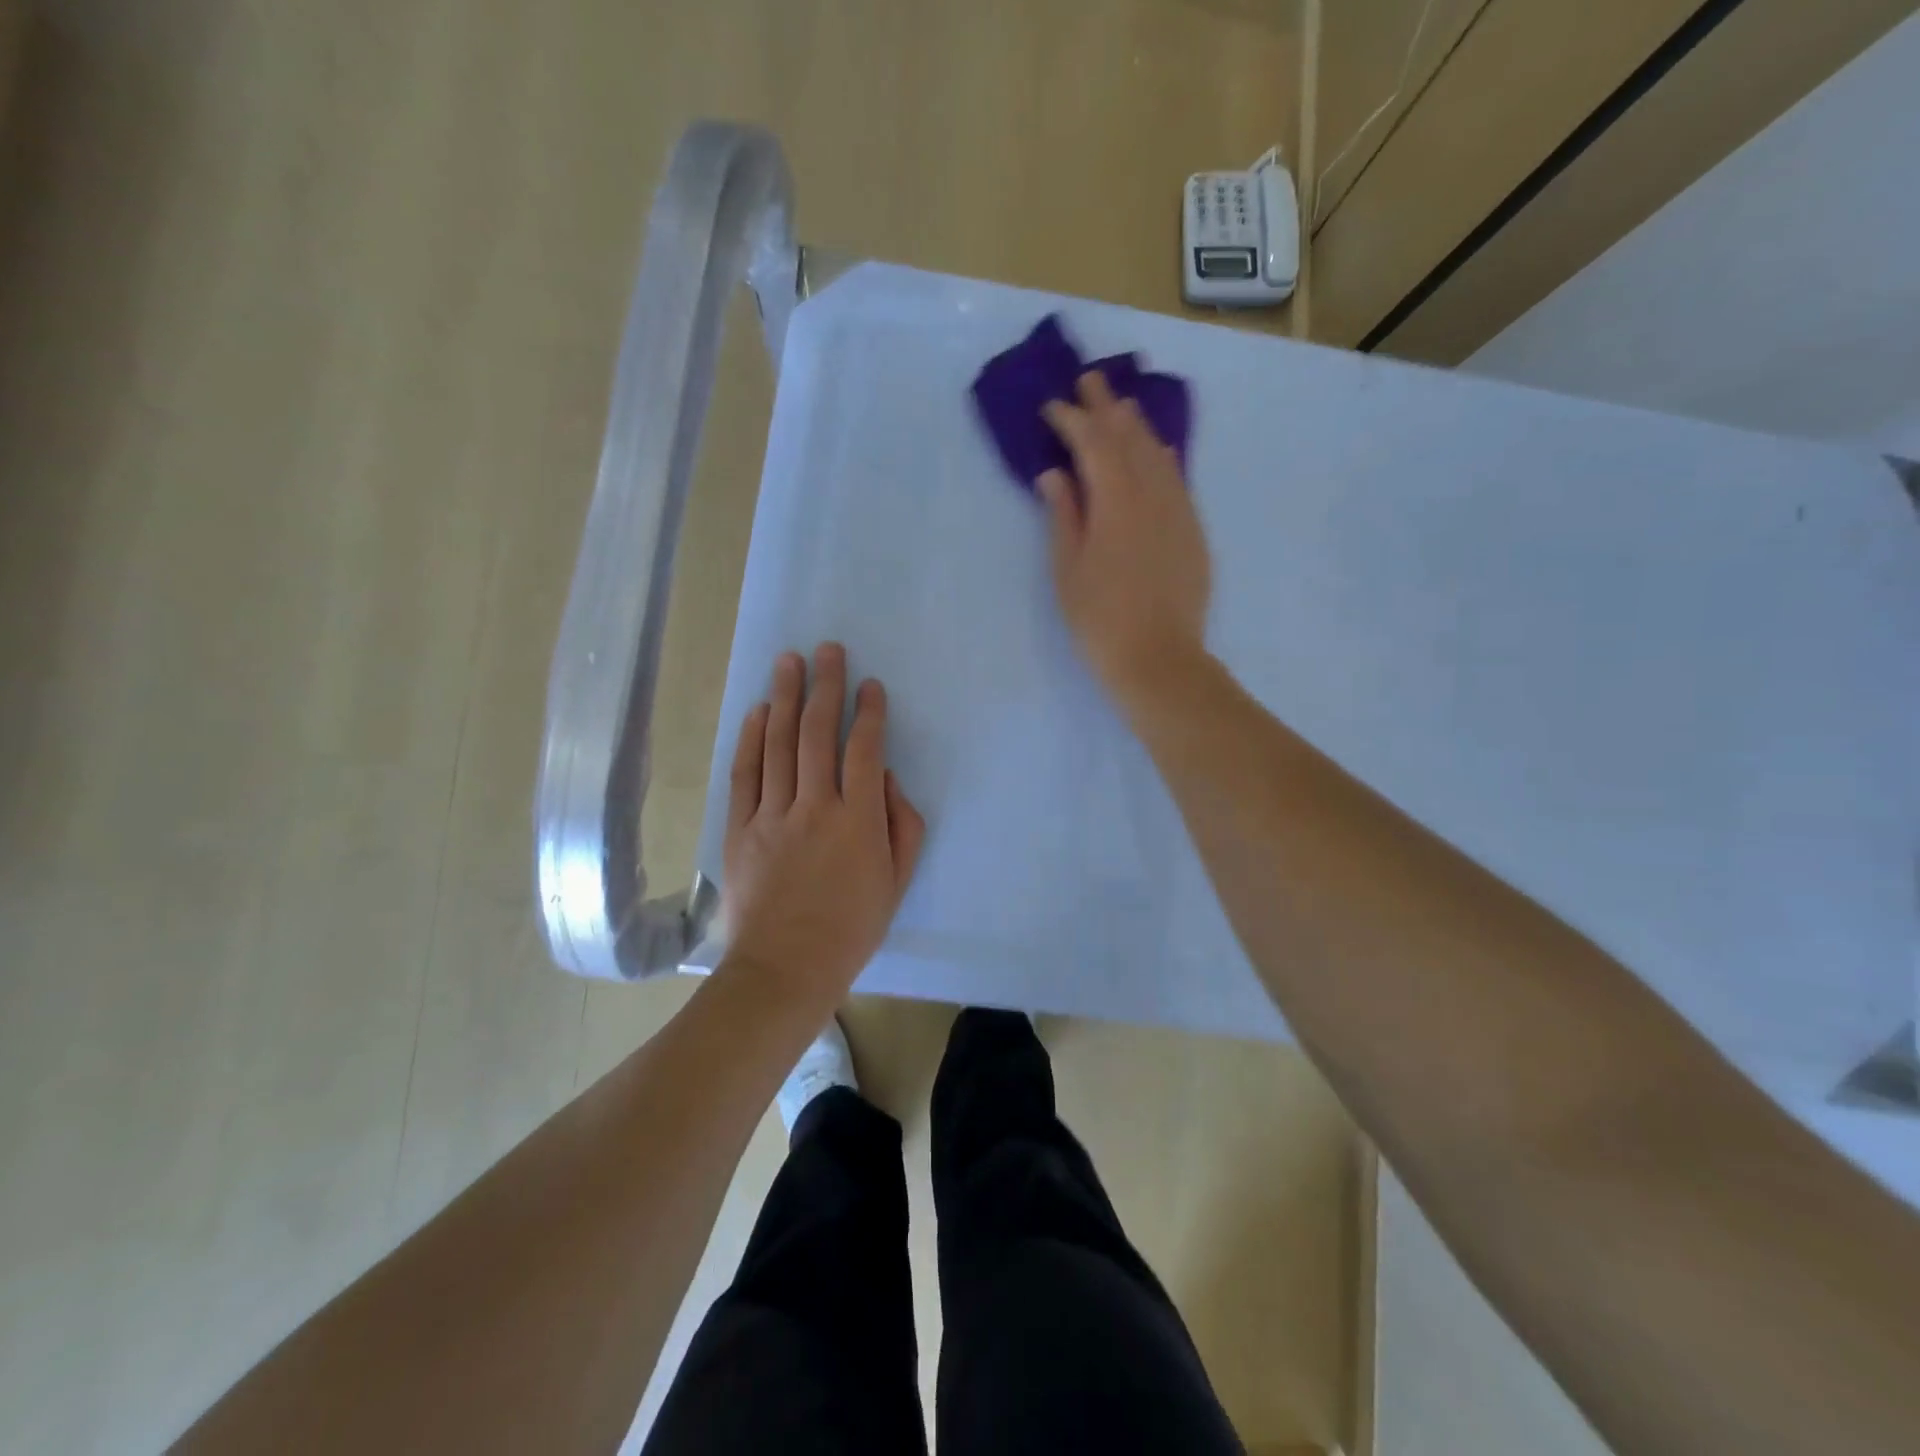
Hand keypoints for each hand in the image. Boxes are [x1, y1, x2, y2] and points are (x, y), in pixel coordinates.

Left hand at [719, 643, 925, 1007]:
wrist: (785, 969)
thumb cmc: (851, 928)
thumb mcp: (897, 882)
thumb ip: (902, 825)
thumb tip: (887, 780)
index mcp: (858, 820)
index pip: (865, 750)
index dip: (869, 713)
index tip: (871, 686)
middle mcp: (814, 806)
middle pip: (816, 733)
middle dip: (824, 686)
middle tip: (827, 650)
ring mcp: (772, 815)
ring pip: (777, 743)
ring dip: (784, 697)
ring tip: (788, 661)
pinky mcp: (740, 829)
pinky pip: (745, 773)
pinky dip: (750, 738)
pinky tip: (756, 711)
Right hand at [1039, 370, 1212, 712]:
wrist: (1159, 659)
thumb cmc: (1100, 620)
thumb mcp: (1068, 570)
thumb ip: (1063, 515)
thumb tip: (1055, 474)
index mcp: (1115, 502)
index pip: (1093, 444)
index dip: (1071, 421)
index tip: (1052, 407)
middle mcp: (1152, 494)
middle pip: (1129, 437)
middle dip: (1107, 407)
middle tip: (1090, 380)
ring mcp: (1178, 510)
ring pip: (1158, 453)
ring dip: (1137, 425)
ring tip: (1122, 405)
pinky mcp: (1193, 530)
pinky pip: (1178, 477)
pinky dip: (1163, 456)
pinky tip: (1157, 450)